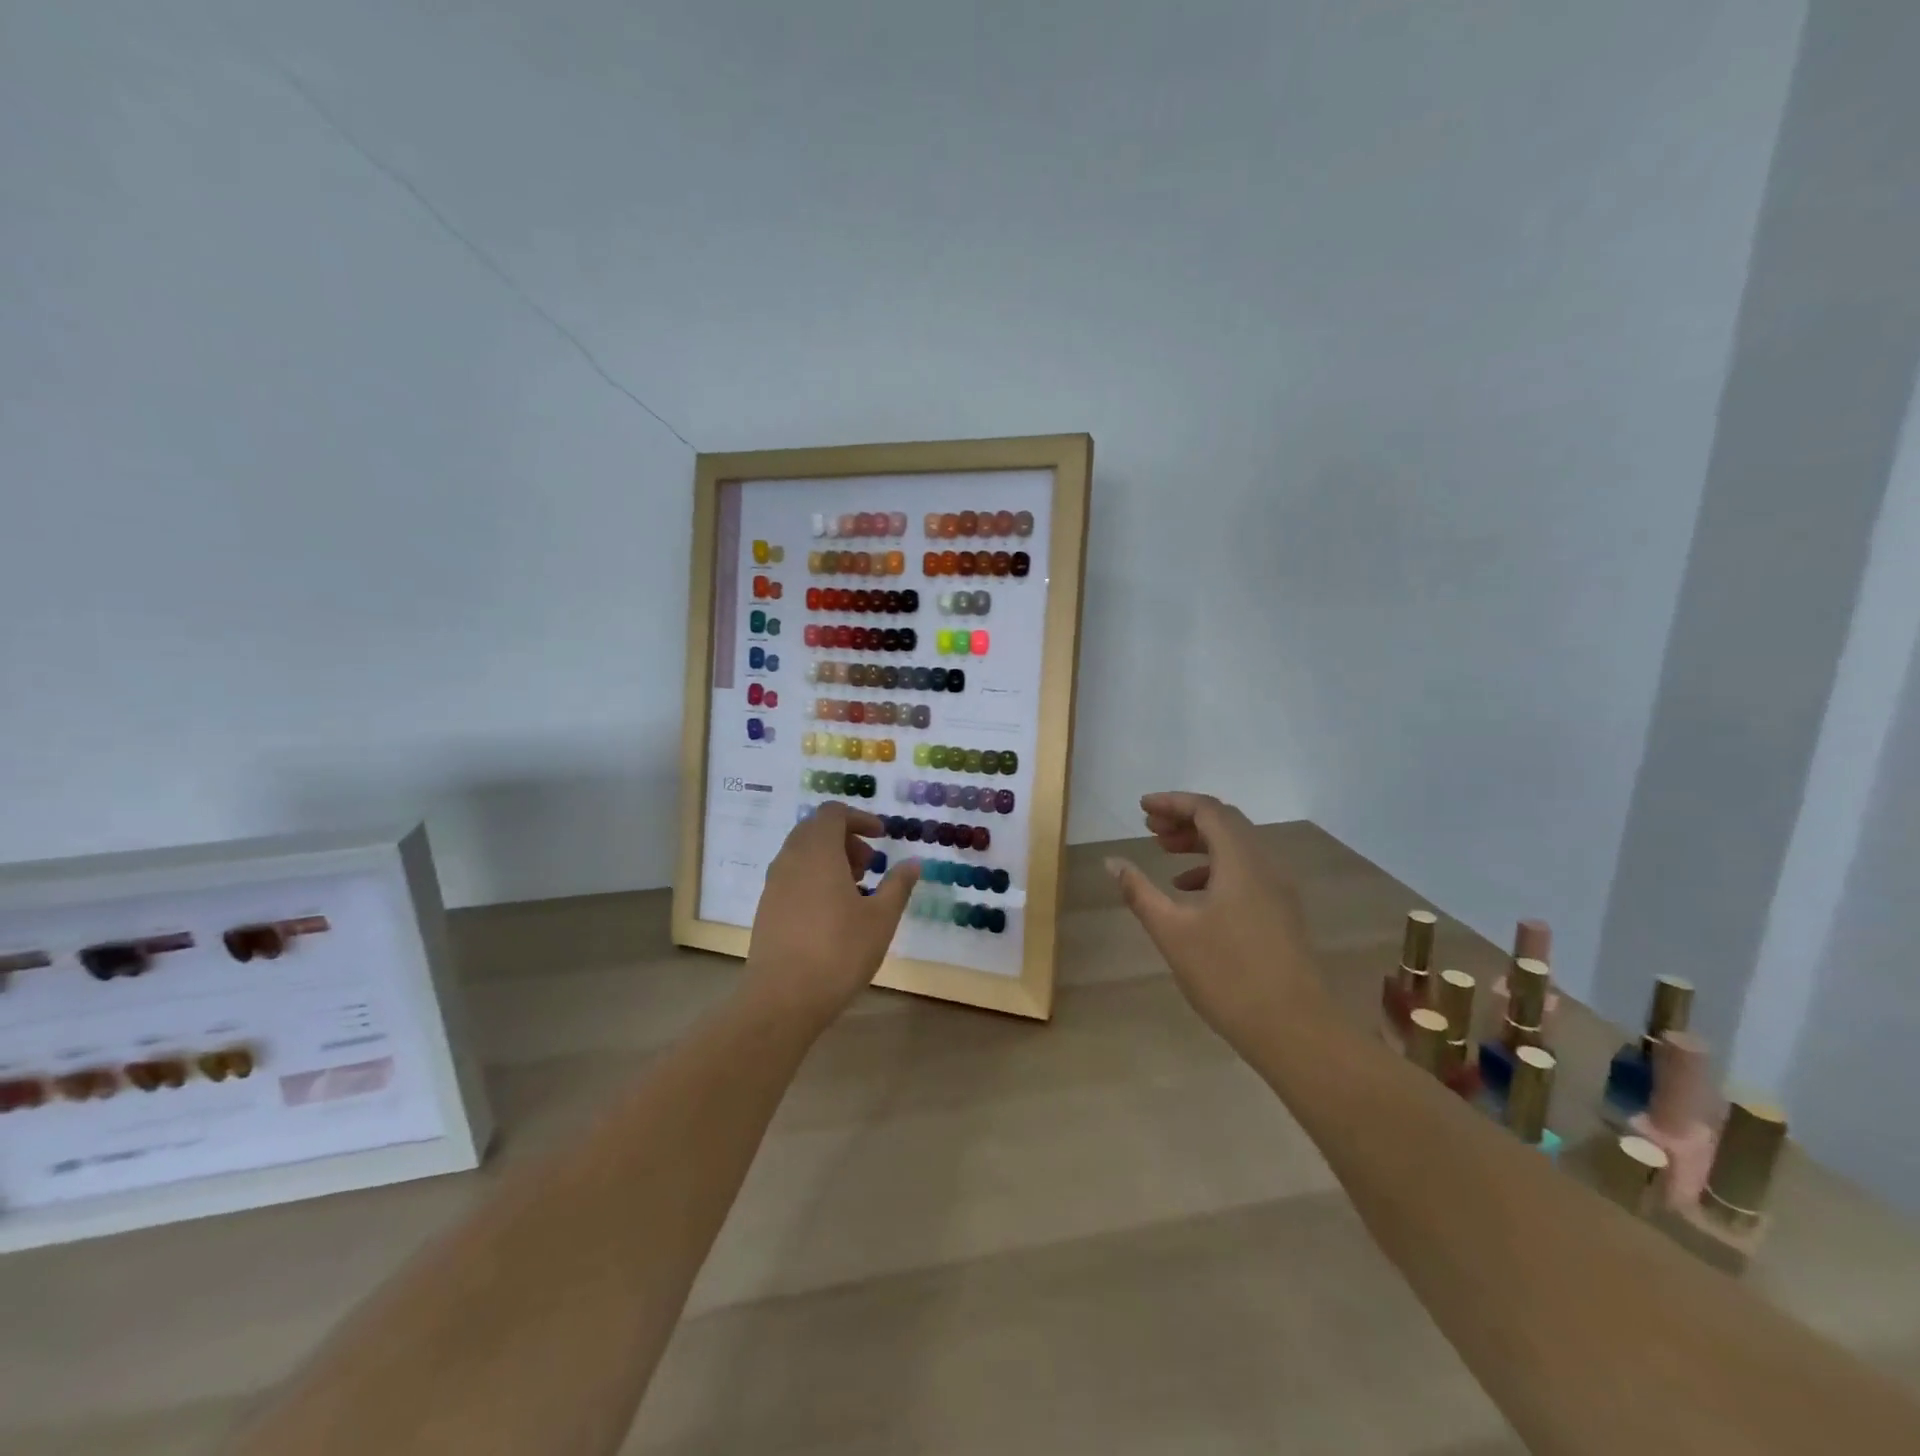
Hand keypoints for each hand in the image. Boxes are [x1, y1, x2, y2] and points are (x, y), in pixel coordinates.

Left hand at [746, 801, 920, 1029]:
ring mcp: (774, 884)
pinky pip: (792, 876)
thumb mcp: (881, 918)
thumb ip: (898, 885)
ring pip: (802, 854)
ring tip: (856, 891)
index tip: (882, 837)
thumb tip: (913, 862)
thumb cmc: (839, 952)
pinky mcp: (767, 908)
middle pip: (816, 830)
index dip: (860, 818)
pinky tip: (833, 913)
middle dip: (846, 839)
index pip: (833, 813)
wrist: (782, 999)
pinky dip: (815, 878)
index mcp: (818, 852)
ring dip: (830, 859)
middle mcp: (790, 859)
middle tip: (870, 865)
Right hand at [1106, 792, 1319, 1046]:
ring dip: (1200, 843)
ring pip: (1237, 848)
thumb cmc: (1228, 975)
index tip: (1141, 808)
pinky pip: (1245, 871)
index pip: (1208, 810)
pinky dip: (1215, 868)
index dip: (1173, 802)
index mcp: (1241, 861)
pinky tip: (1190, 891)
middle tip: (1149, 828)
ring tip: (1164, 853)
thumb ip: (1139, 891)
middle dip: (1185, 819)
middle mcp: (1265, 865)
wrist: (1295, 1029)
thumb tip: (1112, 861)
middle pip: (1225, 823)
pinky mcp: (1280, 912)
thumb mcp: (1172, 932)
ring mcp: (1278, 890)